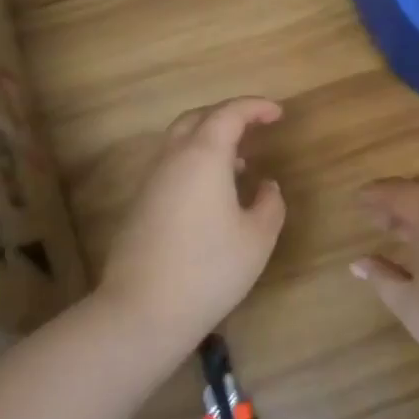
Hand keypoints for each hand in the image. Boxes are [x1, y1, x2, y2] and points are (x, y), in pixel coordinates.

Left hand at [100, 98, 286, 362]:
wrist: (143, 311)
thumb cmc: (210, 270)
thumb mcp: (258, 238)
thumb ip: (270, 203)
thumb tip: (266, 185)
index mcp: (204, 156)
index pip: (229, 113)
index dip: (256, 107)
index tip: (278, 113)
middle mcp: (173, 158)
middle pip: (199, 118)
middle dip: (229, 115)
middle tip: (256, 127)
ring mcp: (151, 180)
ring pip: (180, 140)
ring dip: (210, 139)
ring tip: (240, 162)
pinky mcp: (140, 203)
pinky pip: (171, 164)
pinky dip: (196, 161)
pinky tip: (213, 192)